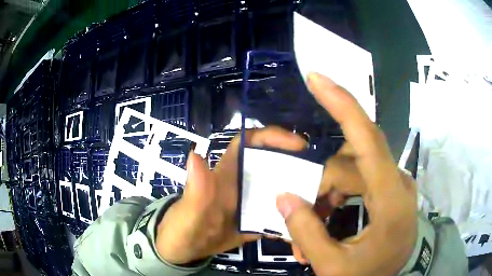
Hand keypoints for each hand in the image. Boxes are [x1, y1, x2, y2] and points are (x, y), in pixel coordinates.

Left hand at [156, 127, 306, 263]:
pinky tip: (302, 235)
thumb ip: (195, 188)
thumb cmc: (181, 226)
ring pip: (282, 193)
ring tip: (320, 210)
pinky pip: (279, 217)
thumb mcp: (187, 211)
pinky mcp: (257, 221)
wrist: (185, 250)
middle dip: (299, 168)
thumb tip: (194, 154)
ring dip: (300, 199)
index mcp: (227, 172)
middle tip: (322, 182)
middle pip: (276, 165)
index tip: (300, 145)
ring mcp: (252, 203)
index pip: (250, 141)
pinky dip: (291, 224)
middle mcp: (244, 183)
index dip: (273, 136)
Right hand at [277, 73, 417, 274]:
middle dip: (321, 180)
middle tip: (300, 209)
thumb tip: (284, 196)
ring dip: (327, 191)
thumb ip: (307, 233)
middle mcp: (398, 182)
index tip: (317, 78)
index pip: (366, 137)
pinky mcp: (392, 189)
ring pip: (354, 169)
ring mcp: (396, 184)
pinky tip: (327, 216)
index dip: (341, 102)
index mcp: (391, 200)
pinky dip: (338, 193)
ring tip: (312, 222)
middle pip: (352, 158)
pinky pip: (361, 178)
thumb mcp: (333, 267)